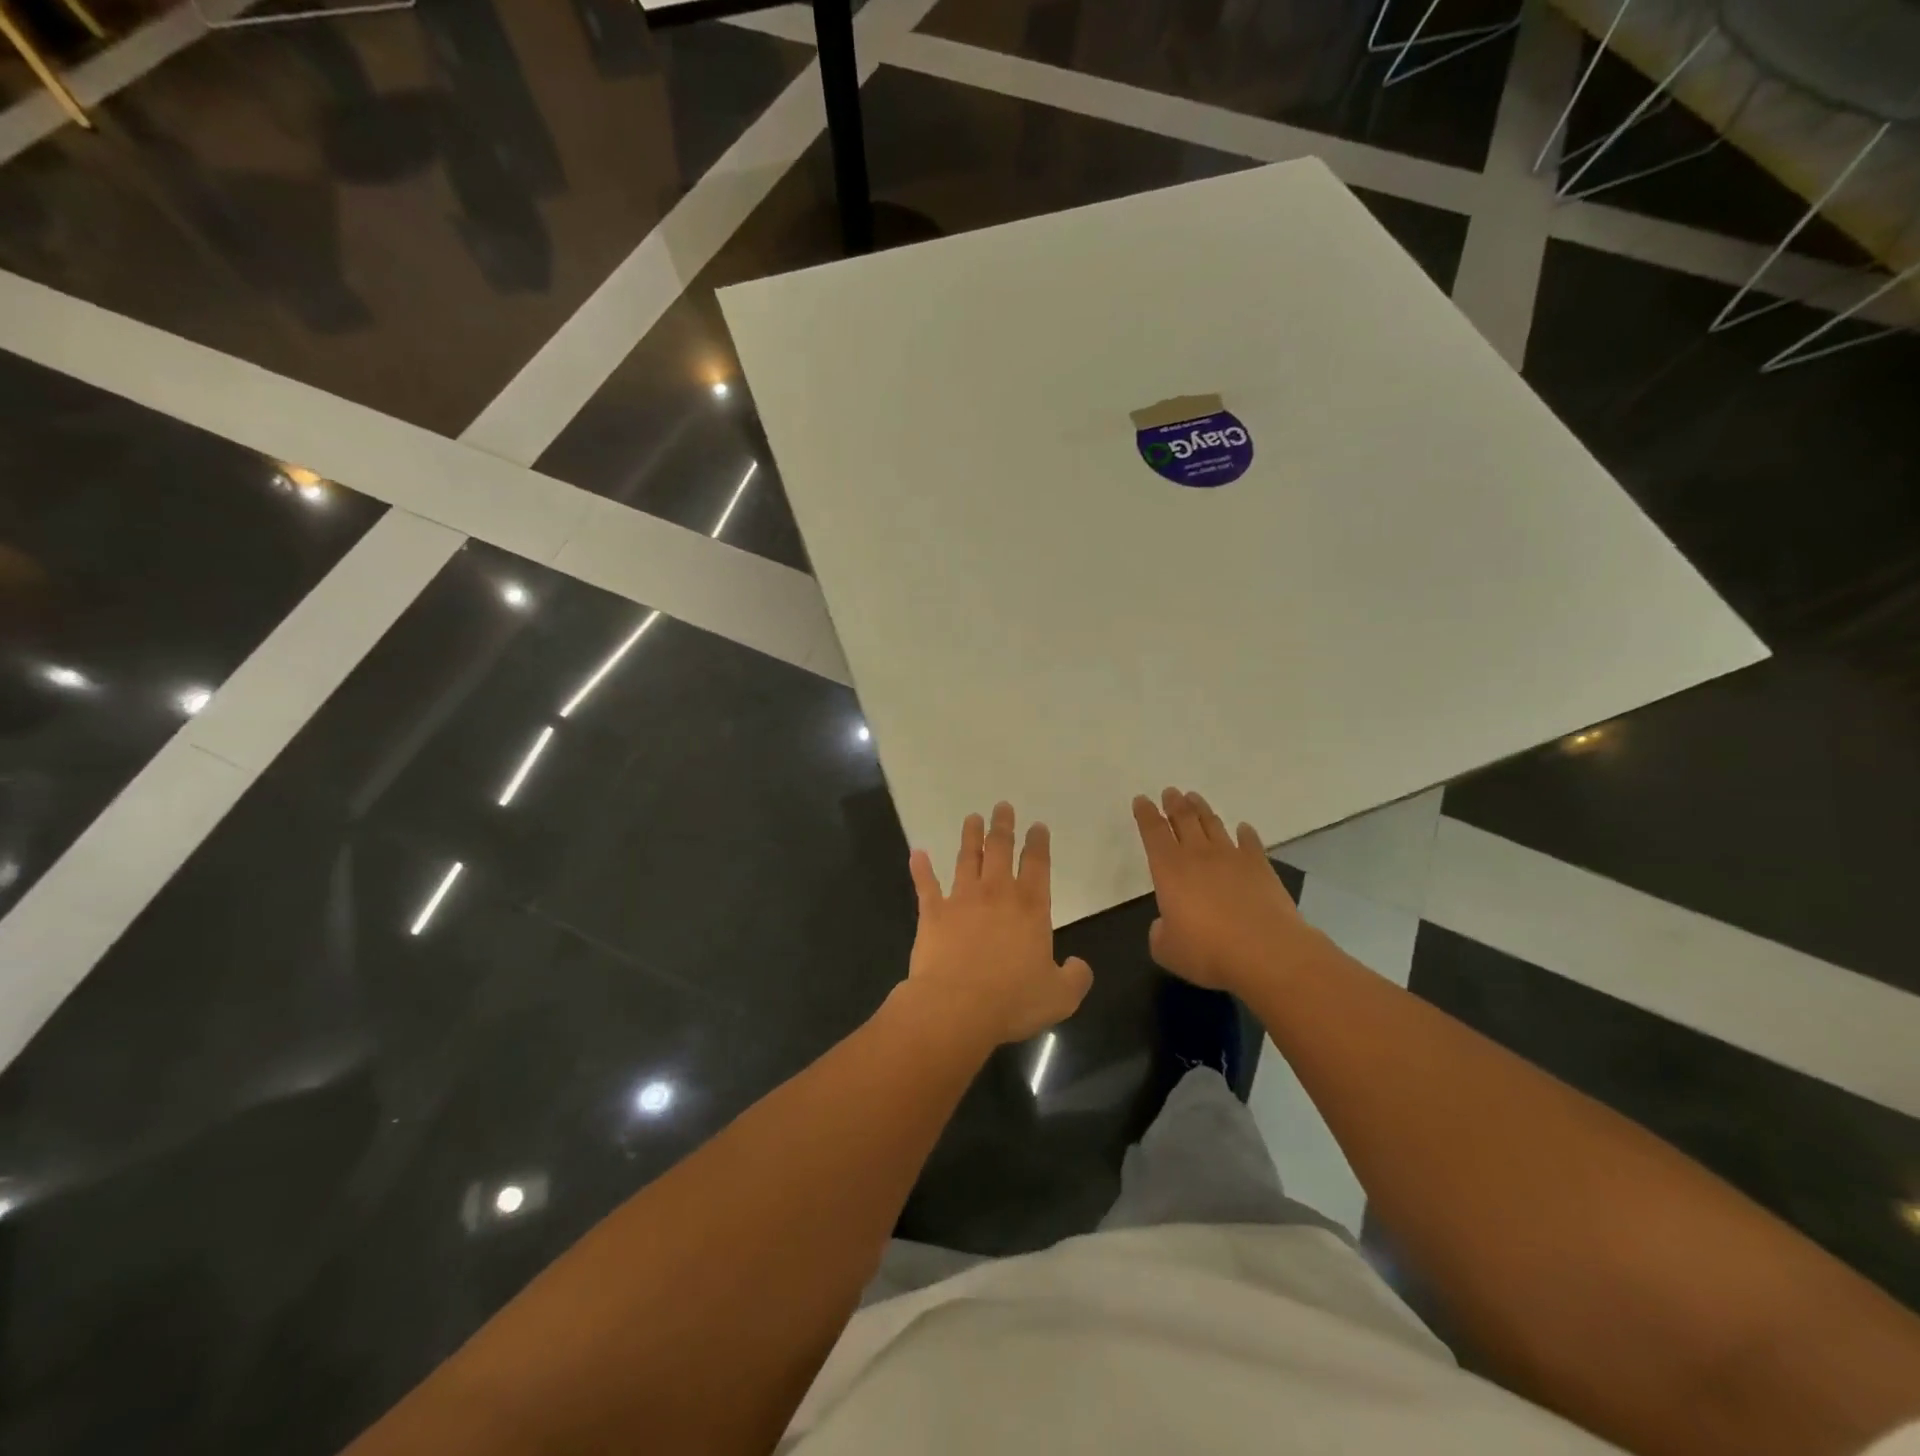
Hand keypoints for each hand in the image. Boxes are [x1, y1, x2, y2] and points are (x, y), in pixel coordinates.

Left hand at [904, 802, 1092, 1045]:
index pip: (1037, 865)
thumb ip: (1076, 978)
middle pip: (1000, 850)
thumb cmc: (1012, 1000)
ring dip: (970, 836)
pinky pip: (926, 884)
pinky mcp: (932, 912)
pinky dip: (921, 868)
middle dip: (1003, 826)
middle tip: (1002, 806)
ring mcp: (961, 899)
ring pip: (966, 858)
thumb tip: (1080, 966)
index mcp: (1030, 907)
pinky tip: (917, 853)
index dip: (1038, 843)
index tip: (1037, 826)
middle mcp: (996, 893)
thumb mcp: (1060, 997)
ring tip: (972, 818)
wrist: (956, 1006)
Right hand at [1132, 788, 1307, 991]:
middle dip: (1174, 804)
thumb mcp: (1167, 950)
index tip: (1142, 799)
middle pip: (1184, 820)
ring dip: (1202, 810)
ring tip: (1195, 799)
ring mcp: (1232, 858)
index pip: (1153, 832)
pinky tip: (1243, 829)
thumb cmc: (1208, 952)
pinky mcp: (1261, 867)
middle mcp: (1198, 855)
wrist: (1268, 953)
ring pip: (1213, 825)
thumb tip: (1166, 924)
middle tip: (1170, 792)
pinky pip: (1250, 843)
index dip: (1145, 814)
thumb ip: (1160, 932)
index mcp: (1169, 869)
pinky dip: (1245, 834)